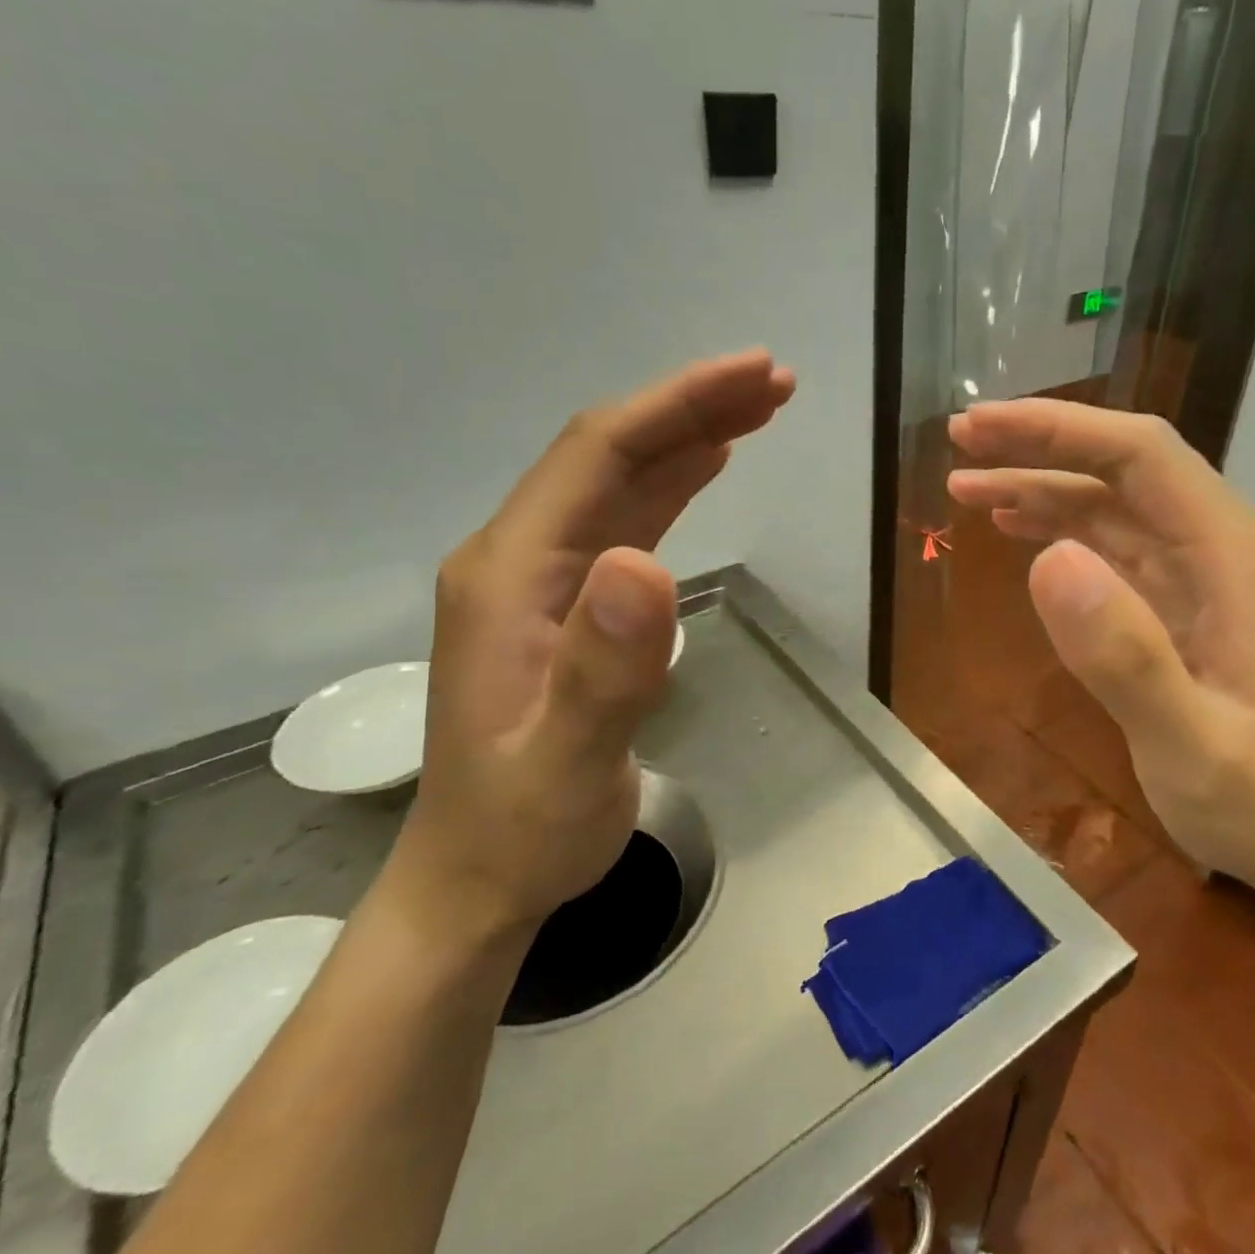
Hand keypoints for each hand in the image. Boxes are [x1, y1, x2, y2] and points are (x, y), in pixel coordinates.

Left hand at [392, 350, 795, 939]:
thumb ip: (604, 669)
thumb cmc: (522, 827)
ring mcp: (540, 579)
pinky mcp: (566, 603)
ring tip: (759, 408)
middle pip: (610, 453)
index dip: (678, 406)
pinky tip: (707, 465)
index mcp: (510, 573)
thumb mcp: (567, 762)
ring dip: (688, 437)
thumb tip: (647, 564)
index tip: (756, 376)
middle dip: (692, 407)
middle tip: (775, 383)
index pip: (598, 456)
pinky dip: (672, 482)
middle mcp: (518, 558)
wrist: (478, 877)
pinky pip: (623, 519)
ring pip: (620, 480)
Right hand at [947, 400, 1254, 899]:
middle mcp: (1226, 548)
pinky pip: (1119, 547)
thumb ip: (1125, 656)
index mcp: (1238, 559)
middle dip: (1041, 447)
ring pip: (1116, 505)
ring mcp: (1207, 576)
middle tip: (960, 441)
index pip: (1142, 456)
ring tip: (968, 488)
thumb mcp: (1191, 745)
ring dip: (1043, 487)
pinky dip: (1064, 530)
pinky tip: (1021, 532)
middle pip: (1126, 468)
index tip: (981, 430)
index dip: (1057, 432)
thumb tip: (1047, 561)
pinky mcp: (1187, 604)